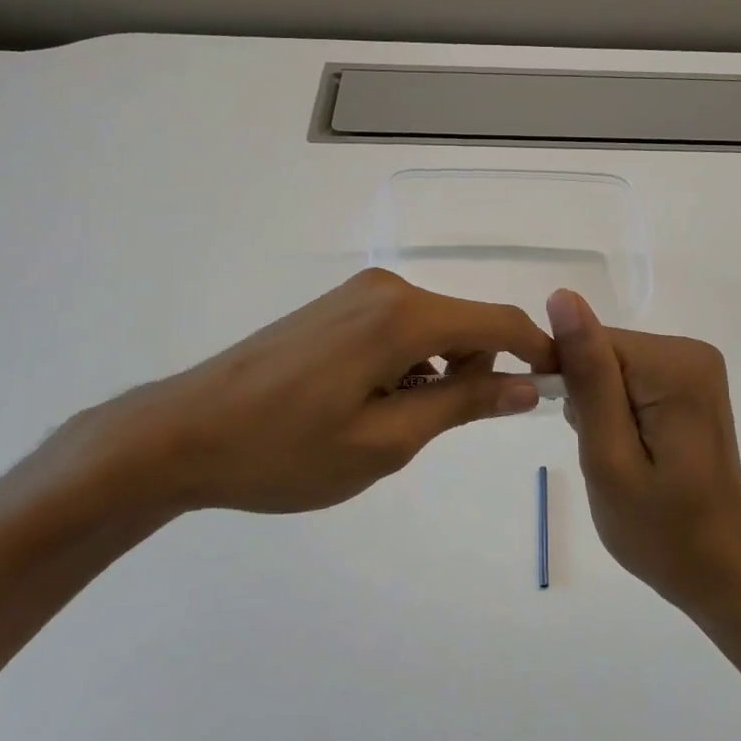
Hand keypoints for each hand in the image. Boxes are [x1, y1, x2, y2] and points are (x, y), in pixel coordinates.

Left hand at [49, 269, 555, 518]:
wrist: (181, 433)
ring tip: (396, 425)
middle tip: (444, 430)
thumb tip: (527, 385)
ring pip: (434, 328)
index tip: (559, 389)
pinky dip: (410, 364)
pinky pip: (400, 329)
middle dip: (478, 370)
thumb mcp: (385, 441)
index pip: (499, 323)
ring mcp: (356, 296)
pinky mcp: (335, 309)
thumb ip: (462, 404)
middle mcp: (386, 289)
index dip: (538, 353)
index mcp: (403, 315)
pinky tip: (372, 403)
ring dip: (440, 372)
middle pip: (467, 323)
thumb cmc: (285, 450)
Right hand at [548, 288, 740, 611]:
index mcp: (674, 366)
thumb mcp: (609, 455)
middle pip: (605, 351)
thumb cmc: (658, 528)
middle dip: (588, 398)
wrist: (717, 570)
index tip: (574, 428)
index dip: (568, 381)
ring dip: (601, 407)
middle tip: (602, 453)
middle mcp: (692, 353)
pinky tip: (631, 448)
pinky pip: (631, 379)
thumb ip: (588, 375)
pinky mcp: (691, 386)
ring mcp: (696, 368)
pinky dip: (618, 411)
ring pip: (613, 366)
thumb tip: (562, 298)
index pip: (591, 341)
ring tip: (619, 457)